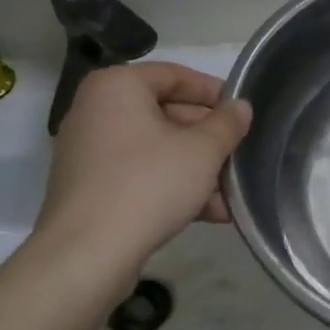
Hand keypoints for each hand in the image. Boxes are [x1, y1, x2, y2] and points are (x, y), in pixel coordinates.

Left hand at [35, 63, 251, 272]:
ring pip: (155, 149)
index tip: (241, 112)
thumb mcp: (203, 150)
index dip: (213, 92)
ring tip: (229, 194)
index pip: (175, 76)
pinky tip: (207, 213)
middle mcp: (96, 111)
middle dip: (207, 139)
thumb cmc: (148, 184)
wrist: (88, 254)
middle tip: (239, 155)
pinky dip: (171, 186)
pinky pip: (138, 174)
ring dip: (195, 168)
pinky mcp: (89, 188)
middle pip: (165, 114)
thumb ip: (227, 124)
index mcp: (117, 87)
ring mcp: (88, 152)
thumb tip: (241, 107)